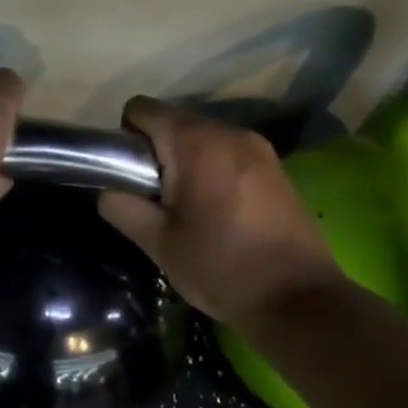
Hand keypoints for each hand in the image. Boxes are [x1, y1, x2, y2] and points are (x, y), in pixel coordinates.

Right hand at [98, 97, 341, 326]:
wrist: (298, 298)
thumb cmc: (220, 267)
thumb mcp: (157, 243)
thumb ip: (122, 206)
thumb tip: (110, 189)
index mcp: (195, 143)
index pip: (141, 108)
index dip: (125, 137)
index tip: (130, 178)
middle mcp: (228, 131)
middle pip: (173, 121)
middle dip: (156, 153)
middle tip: (157, 201)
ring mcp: (258, 147)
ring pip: (202, 138)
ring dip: (185, 163)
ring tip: (189, 210)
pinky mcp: (276, 167)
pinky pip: (228, 153)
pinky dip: (213, 171)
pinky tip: (219, 212)